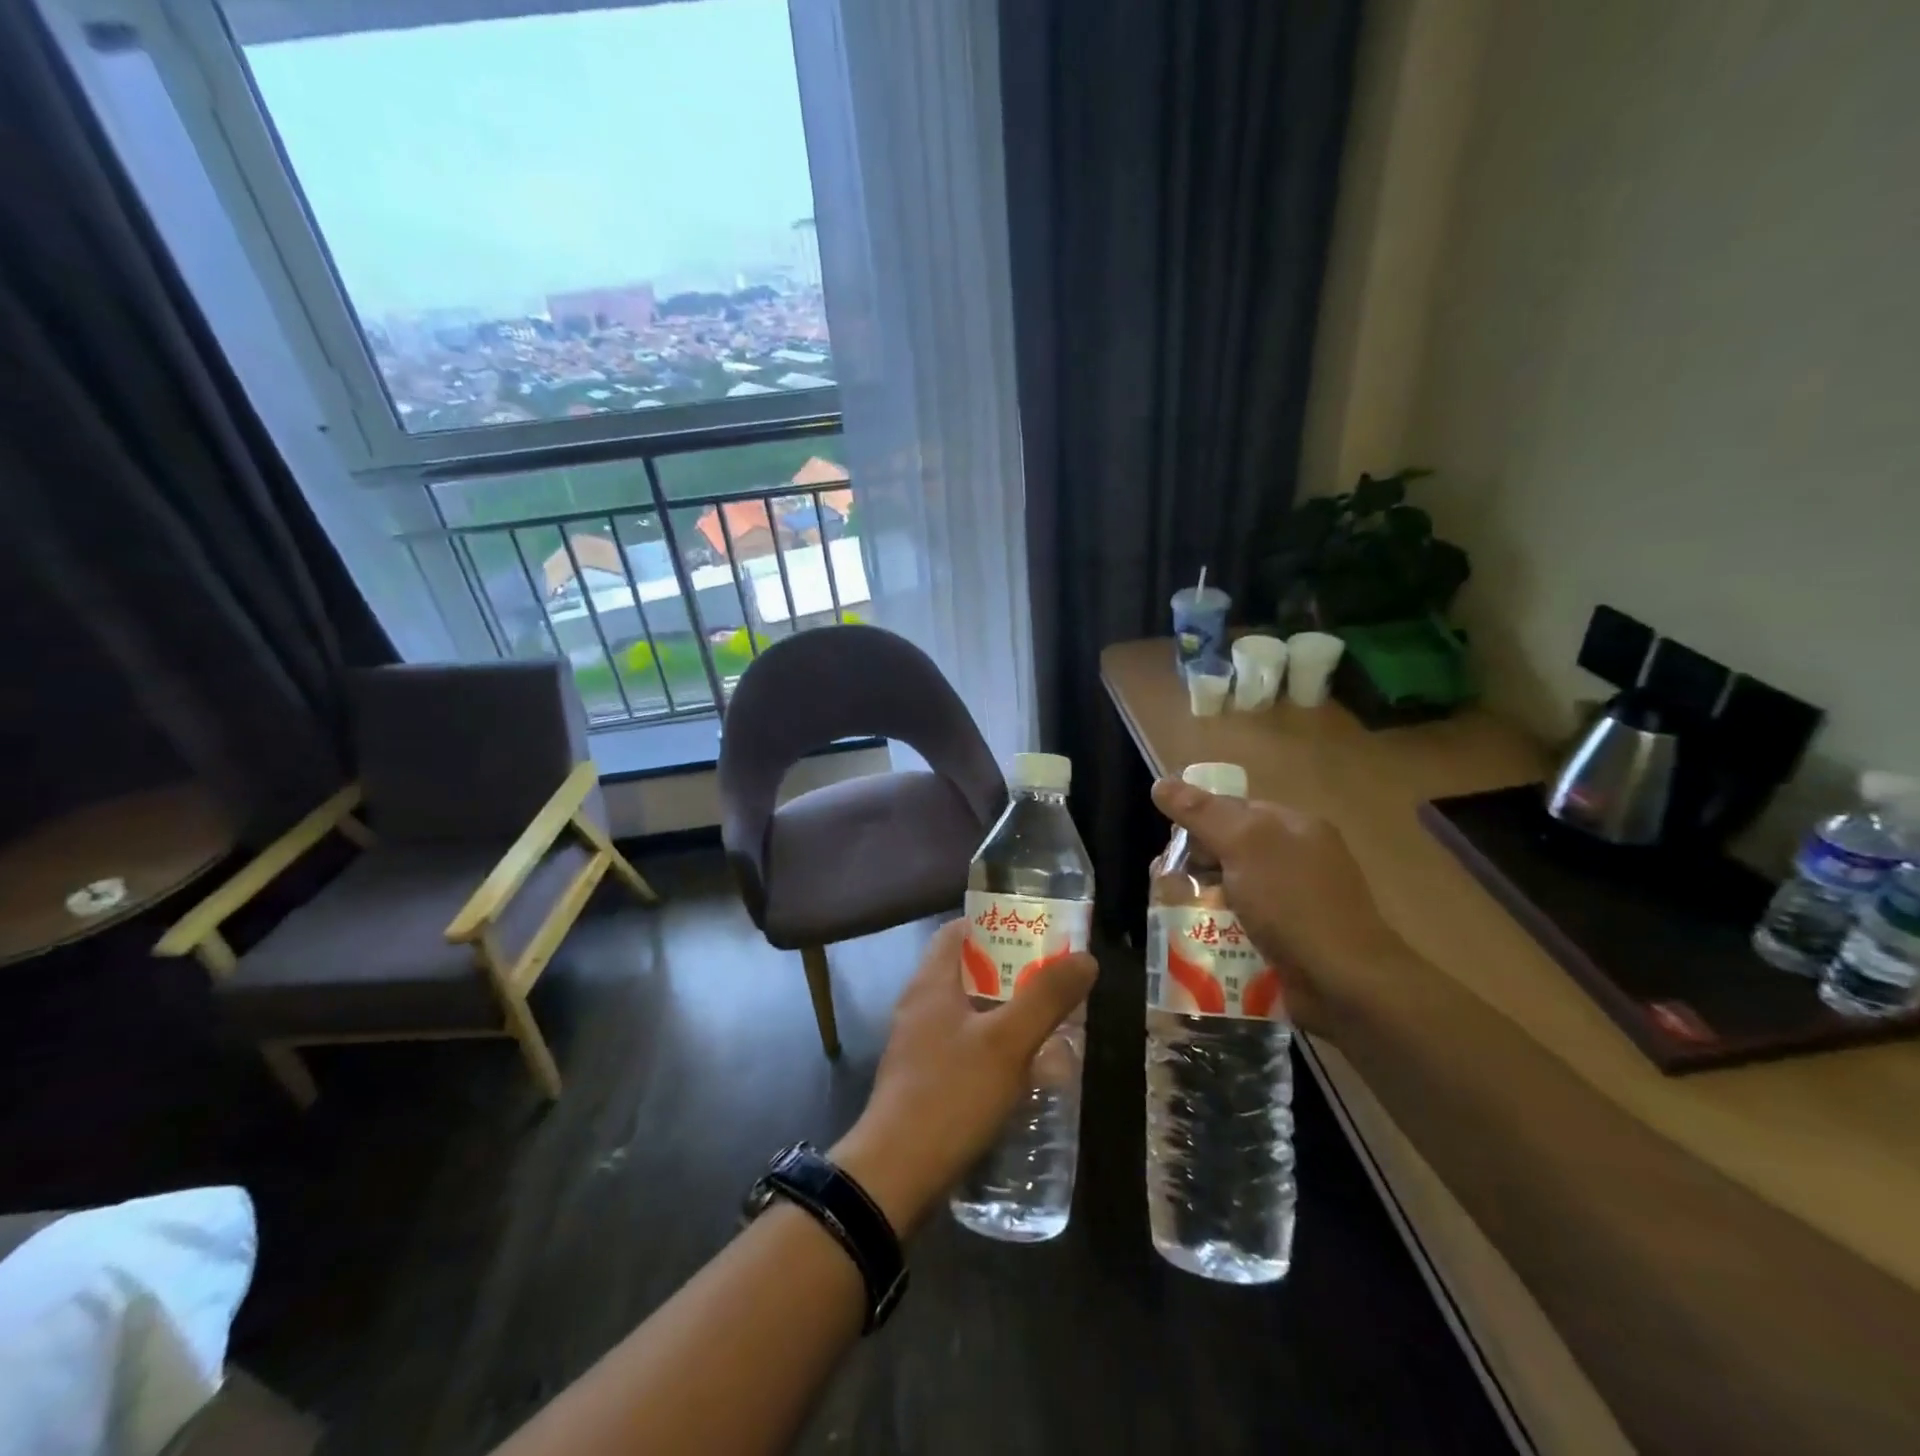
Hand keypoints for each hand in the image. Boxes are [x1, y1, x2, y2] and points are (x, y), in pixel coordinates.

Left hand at [833, 920, 1096, 1236]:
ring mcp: (918, 1045)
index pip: (959, 931)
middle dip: (1010, 972)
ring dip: (1004, 1012)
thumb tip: (1084, 958)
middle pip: (967, 971)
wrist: (896, 1174)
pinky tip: (1021, 1069)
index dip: (995, 925)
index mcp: (931, 983)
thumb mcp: (1007, 1043)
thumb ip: (1045, 998)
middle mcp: (920, 1006)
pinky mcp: (923, 1080)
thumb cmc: (951, 1094)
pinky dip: (992, 1046)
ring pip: (967, 1012)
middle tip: (1052, 981)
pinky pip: (963, 1046)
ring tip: (1046, 1023)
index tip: (1035, 934)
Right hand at [1150, 777, 1403, 1034]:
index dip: (1198, 822)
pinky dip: (1220, 931)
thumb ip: (1202, 813)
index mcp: (1295, 827)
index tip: (1172, 850)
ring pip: (1232, 891)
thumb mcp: (1244, 846)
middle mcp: (1298, 859)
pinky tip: (1200, 943)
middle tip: (1168, 887)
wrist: (1345, 984)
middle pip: (1229, 851)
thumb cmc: (1294, 904)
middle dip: (1195, 867)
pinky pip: (1243, 925)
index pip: (1233, 809)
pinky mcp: (1290, 941)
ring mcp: (1296, 903)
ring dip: (1202, 902)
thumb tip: (1161, 783)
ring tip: (1174, 919)